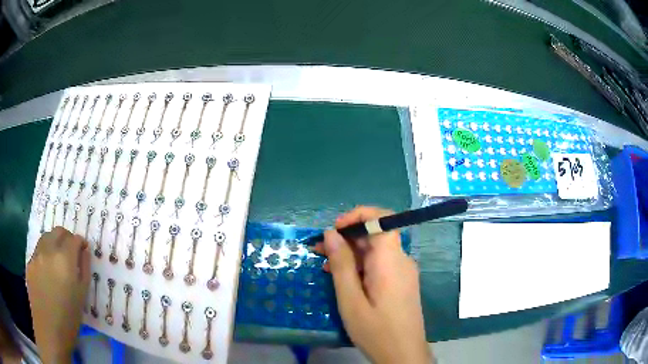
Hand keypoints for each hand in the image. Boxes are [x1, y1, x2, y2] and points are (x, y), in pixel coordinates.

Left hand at [26, 227, 89, 363]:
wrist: (49, 330)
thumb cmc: (69, 317)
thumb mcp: (82, 294)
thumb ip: (84, 268)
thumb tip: (85, 250)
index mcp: (65, 259)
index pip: (74, 239)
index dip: (81, 243)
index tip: (84, 251)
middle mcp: (49, 250)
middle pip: (58, 231)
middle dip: (67, 238)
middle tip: (72, 253)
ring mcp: (36, 255)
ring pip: (46, 237)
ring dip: (54, 243)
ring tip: (58, 261)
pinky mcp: (29, 262)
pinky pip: (38, 250)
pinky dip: (45, 254)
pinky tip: (48, 272)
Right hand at [314, 206, 431, 363]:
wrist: (403, 355)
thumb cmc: (376, 331)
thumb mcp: (351, 300)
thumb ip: (342, 265)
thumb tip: (331, 234)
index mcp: (391, 261)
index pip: (383, 219)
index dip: (358, 216)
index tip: (334, 229)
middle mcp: (401, 260)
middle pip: (376, 235)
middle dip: (347, 237)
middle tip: (319, 249)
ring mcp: (403, 272)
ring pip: (376, 251)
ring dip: (351, 253)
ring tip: (325, 264)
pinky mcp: (400, 283)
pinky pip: (380, 265)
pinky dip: (360, 266)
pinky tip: (343, 278)